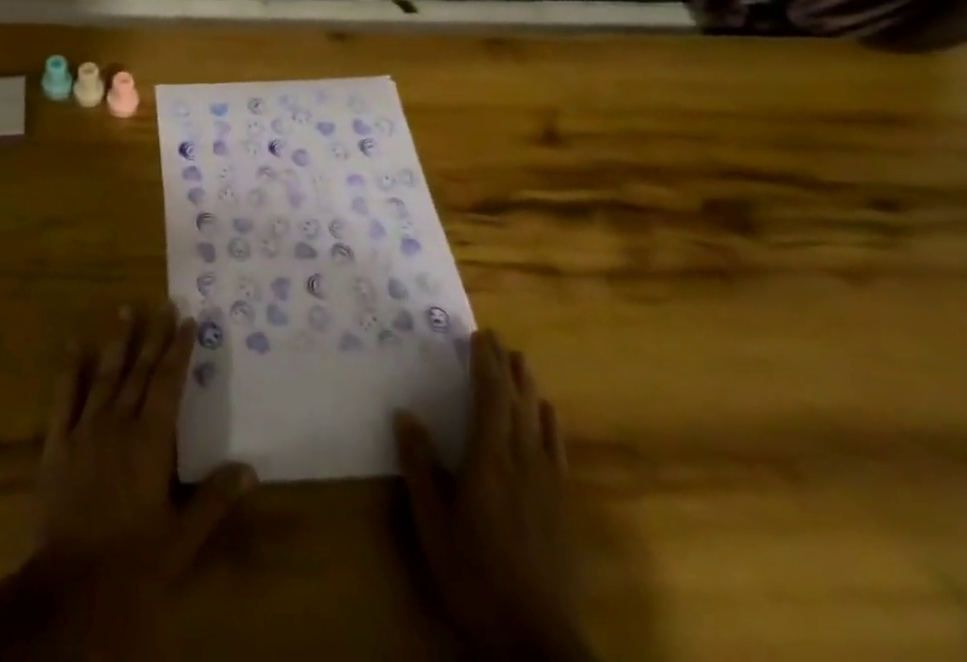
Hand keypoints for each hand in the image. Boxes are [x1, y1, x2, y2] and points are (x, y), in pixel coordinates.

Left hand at [32, 304, 255, 643]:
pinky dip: (71, 370)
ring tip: (126, 310)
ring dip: (118, 341)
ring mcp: (85, 430)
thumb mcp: (183, 538)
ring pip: (105, 375)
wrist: (71, 587)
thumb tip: (250, 469)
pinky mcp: (57, 444)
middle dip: (153, 336)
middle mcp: (119, 424)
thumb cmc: (134, 563)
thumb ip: (214, 499)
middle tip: (162, 303)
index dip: (178, 350)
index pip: (168, 382)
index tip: (187, 320)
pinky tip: (76, 345)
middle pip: (139, 370)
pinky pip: (64, 398)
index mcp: (151, 441)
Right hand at [395, 331, 589, 660]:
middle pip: (517, 401)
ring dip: (529, 387)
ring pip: (539, 420)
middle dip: (506, 366)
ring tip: (521, 360)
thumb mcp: (433, 523)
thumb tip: (405, 415)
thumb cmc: (473, 576)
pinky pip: (557, 450)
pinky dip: (551, 424)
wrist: (534, 639)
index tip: (478, 334)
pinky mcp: (561, 505)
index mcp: (489, 459)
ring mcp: (547, 483)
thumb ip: (420, 467)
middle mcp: (522, 460)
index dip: (484, 363)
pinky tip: (549, 414)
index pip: (489, 397)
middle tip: (497, 337)